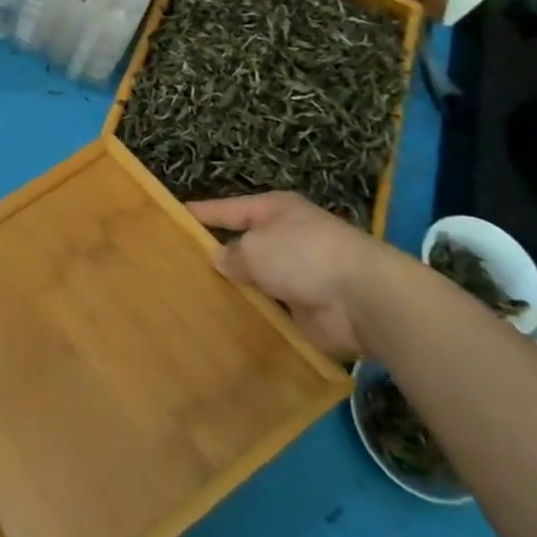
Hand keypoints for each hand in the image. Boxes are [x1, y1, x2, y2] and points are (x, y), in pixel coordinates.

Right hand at [188, 190, 403, 359]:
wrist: (364, 299)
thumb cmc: (304, 255)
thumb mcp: (255, 246)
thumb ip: (231, 253)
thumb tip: (221, 260)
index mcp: (273, 211)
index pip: (226, 209)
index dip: (199, 214)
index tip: (171, 219)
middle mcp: (285, 239)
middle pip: (241, 247)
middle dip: (215, 259)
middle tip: (174, 271)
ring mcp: (297, 275)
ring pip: (254, 282)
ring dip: (234, 293)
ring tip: (191, 302)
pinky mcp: (305, 310)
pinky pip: (269, 312)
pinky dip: (253, 319)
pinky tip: (223, 328)